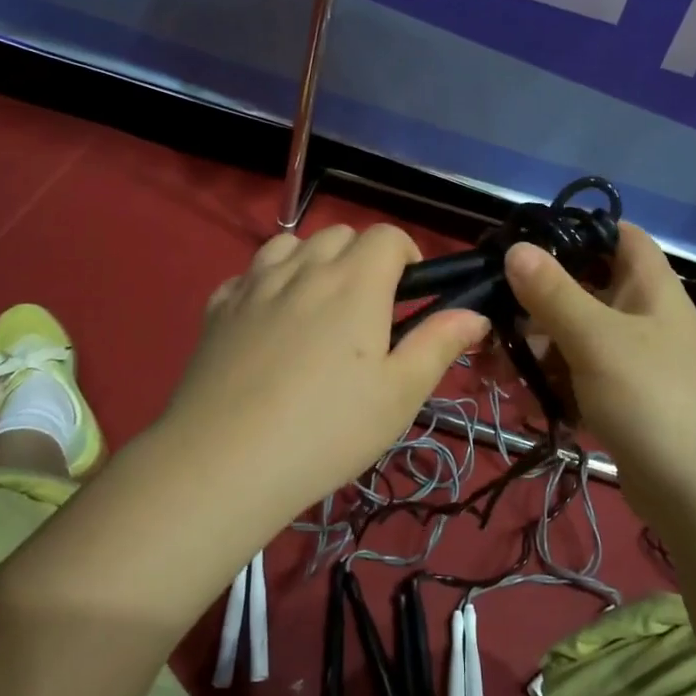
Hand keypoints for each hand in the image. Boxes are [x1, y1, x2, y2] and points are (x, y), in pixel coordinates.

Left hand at [163, 223, 489, 522]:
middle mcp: (305, 268)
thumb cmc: (327, 429)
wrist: (225, 461)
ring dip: (313, 260)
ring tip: (318, 306)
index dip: (406, 254)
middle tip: (368, 308)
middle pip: (340, 234)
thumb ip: (439, 344)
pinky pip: (250, 273)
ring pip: (292, 244)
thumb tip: (475, 313)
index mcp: (355, 282)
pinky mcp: (220, 306)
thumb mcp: (399, 394)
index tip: (410, 292)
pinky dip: (268, 282)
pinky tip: (269, 320)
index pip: (387, 235)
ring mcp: (256, 283)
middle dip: (362, 256)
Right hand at [503, 224, 695, 487]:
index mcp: (648, 286)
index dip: (575, 230)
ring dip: (532, 351)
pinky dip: (549, 386)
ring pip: (572, 338)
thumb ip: (553, 292)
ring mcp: (632, 362)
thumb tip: (515, 247)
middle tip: (488, 321)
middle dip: (532, 304)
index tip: (524, 244)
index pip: (616, 235)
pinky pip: (577, 379)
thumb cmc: (654, 401)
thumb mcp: (597, 340)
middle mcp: (641, 316)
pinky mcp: (621, 402)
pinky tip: (522, 404)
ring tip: (493, 373)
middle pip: (581, 289)